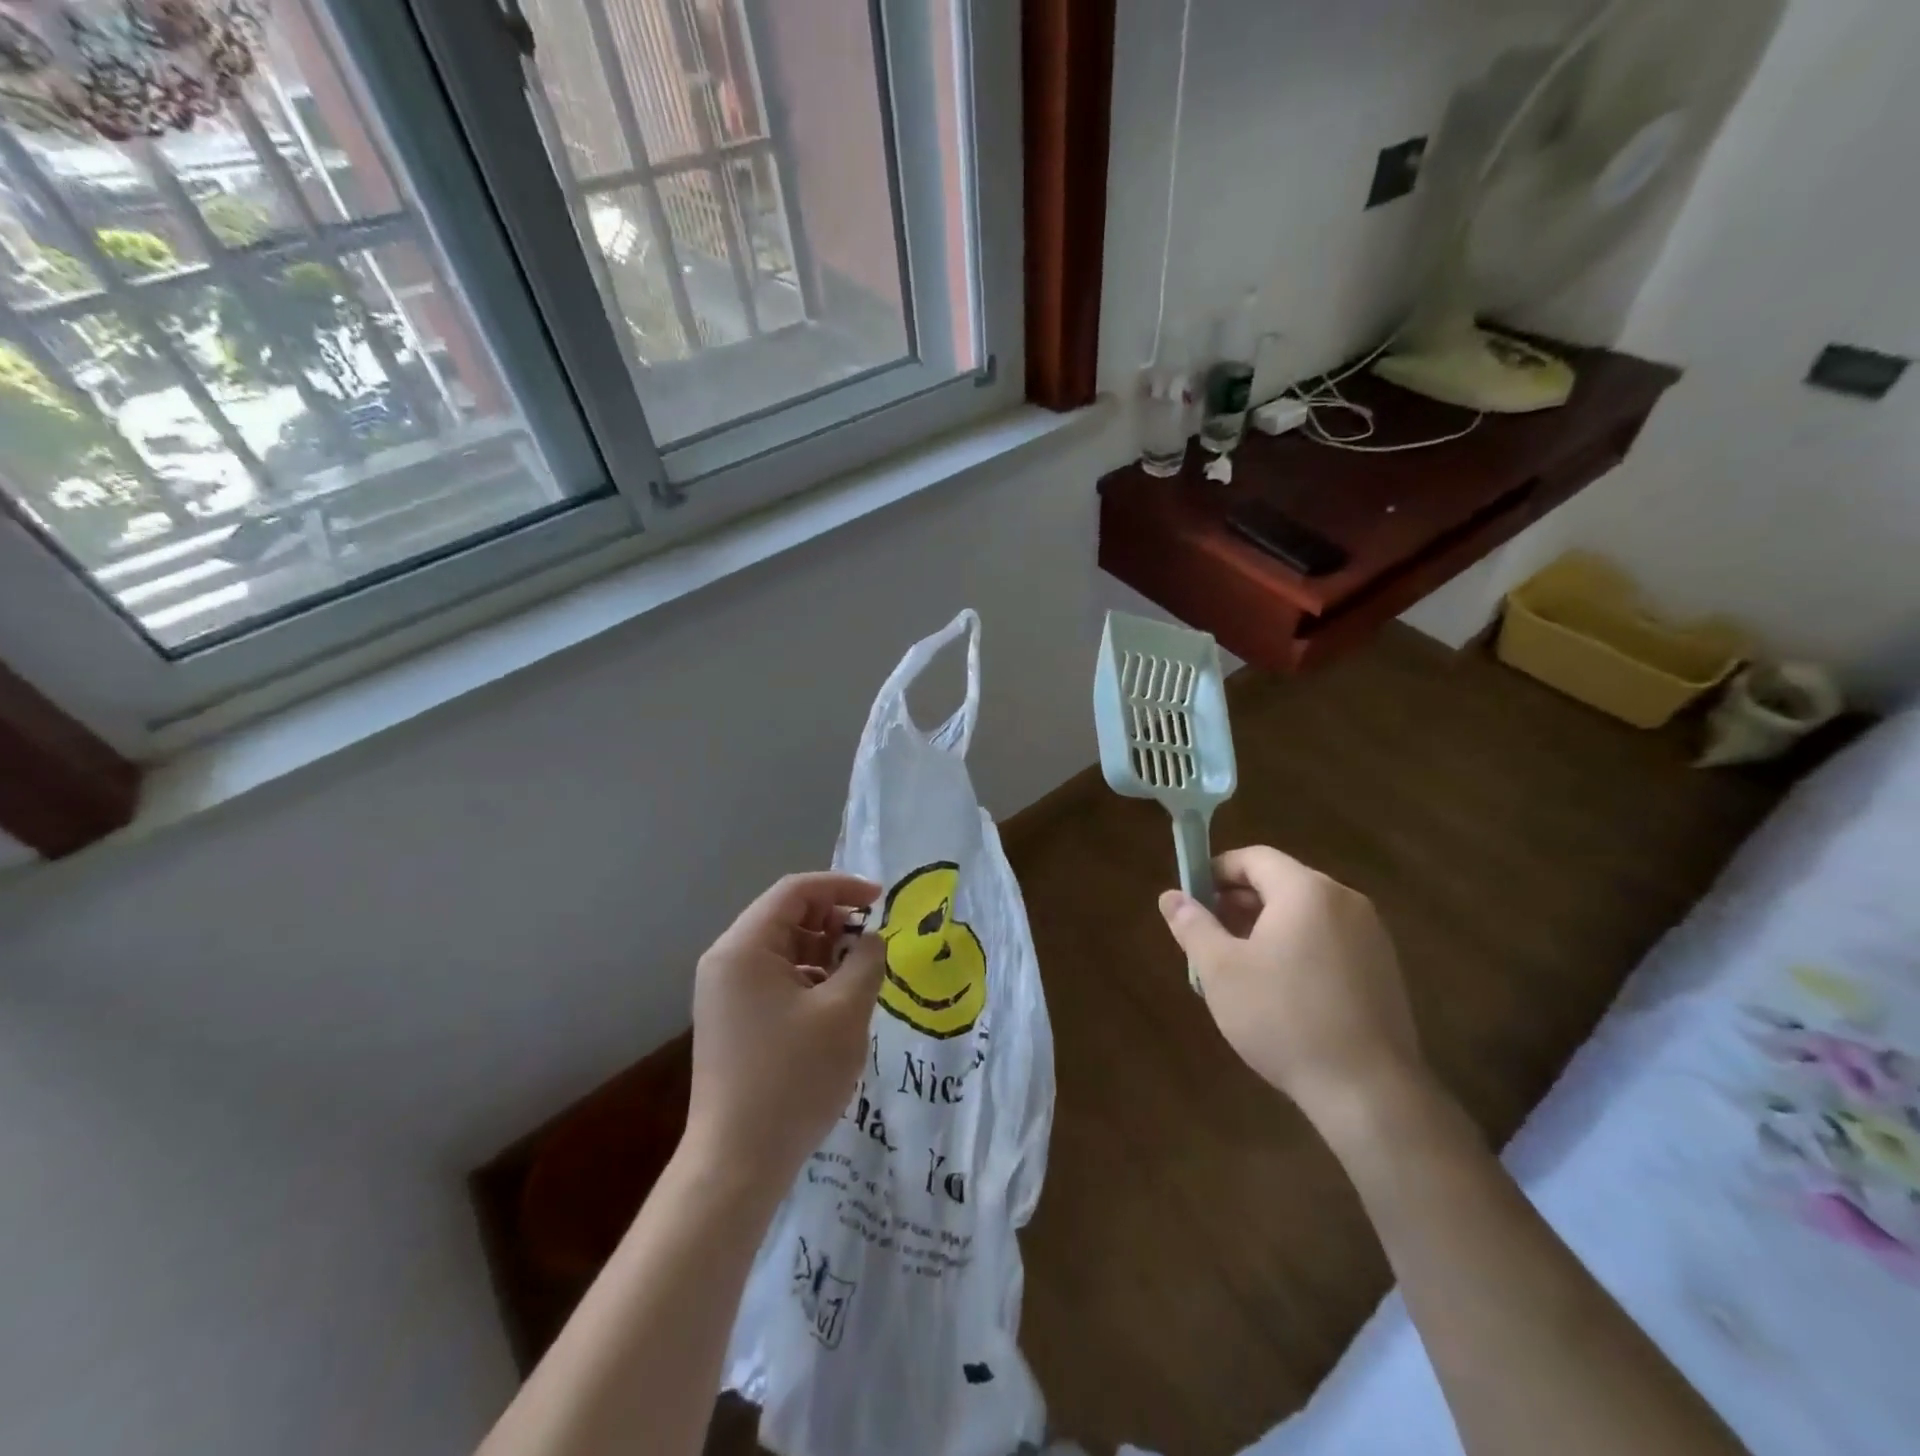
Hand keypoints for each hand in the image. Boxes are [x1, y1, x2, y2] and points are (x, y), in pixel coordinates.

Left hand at [684, 872, 885, 1203]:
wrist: (738, 1162)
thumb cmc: (794, 1078)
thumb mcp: (845, 1011)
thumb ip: (866, 961)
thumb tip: (871, 939)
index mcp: (744, 948)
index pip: (795, 891)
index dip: (842, 887)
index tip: (881, 900)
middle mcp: (727, 961)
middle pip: (786, 916)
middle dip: (834, 920)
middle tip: (873, 941)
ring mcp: (725, 993)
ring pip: (782, 949)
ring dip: (824, 951)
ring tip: (860, 973)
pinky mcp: (732, 1019)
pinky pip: (775, 978)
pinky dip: (808, 977)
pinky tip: (836, 1002)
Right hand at [1159, 846, 1424, 1125]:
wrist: (1369, 1092)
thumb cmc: (1283, 1018)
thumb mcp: (1220, 970)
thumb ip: (1192, 925)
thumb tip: (1170, 896)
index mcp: (1307, 891)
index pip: (1255, 858)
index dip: (1217, 871)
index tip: (1192, 899)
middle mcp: (1345, 901)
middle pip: (1282, 882)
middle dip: (1239, 902)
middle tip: (1209, 935)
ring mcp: (1371, 936)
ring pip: (1306, 914)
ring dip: (1267, 926)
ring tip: (1238, 965)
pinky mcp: (1384, 970)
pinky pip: (1330, 940)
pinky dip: (1298, 947)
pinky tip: (1280, 989)